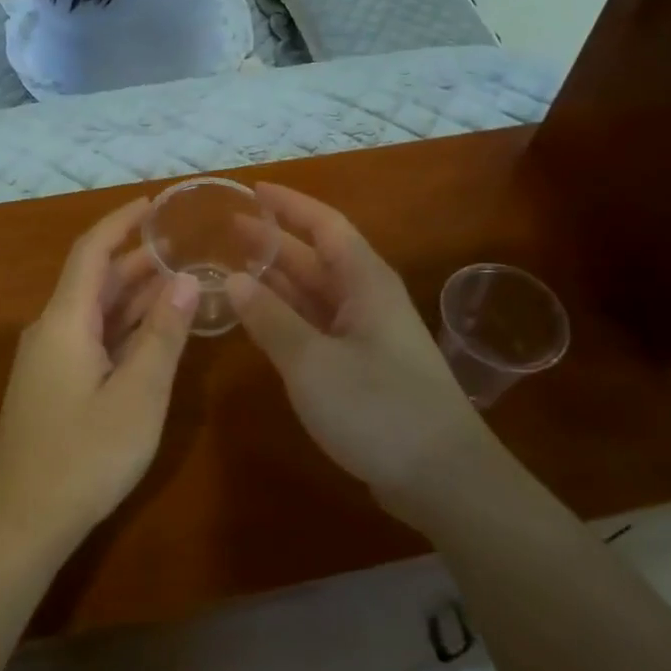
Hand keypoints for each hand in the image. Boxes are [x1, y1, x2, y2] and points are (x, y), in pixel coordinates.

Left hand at [0, 197, 198, 551]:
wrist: (19, 522)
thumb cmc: (83, 455)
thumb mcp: (138, 394)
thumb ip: (162, 335)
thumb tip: (184, 280)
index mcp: (65, 320)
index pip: (91, 251)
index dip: (120, 222)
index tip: (155, 204)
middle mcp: (52, 330)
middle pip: (95, 280)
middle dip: (138, 260)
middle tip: (187, 246)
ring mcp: (50, 360)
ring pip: (96, 312)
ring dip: (135, 296)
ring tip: (183, 281)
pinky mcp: (54, 385)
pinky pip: (93, 339)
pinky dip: (125, 328)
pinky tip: (156, 334)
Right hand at [229, 184, 492, 525]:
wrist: (443, 479)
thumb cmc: (378, 408)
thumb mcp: (312, 362)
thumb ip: (270, 319)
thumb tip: (234, 279)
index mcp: (365, 282)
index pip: (324, 224)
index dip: (288, 205)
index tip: (251, 190)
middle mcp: (368, 299)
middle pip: (317, 257)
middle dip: (274, 242)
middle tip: (227, 230)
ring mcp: (368, 335)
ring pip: (316, 293)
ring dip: (278, 280)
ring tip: (233, 267)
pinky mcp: (364, 368)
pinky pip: (318, 326)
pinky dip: (288, 317)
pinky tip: (261, 320)